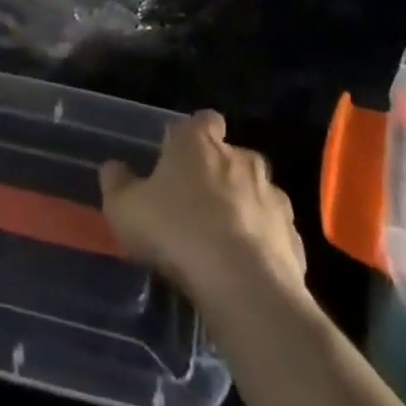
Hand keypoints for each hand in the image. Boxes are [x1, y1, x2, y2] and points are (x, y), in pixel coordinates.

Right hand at [99, 109, 305, 301]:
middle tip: (199, 204)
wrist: (244, 285)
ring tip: (224, 241)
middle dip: (220, 173)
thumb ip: (117, 184)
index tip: (181, 158)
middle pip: (232, 155)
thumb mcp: (126, 210)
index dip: (194, 135)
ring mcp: (272, 195)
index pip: (203, 120)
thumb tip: (112, 167)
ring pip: (257, 192)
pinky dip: (264, 243)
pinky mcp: (294, 236)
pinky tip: (247, 268)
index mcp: (199, 142)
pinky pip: (275, 232)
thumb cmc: (178, 232)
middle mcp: (240, 157)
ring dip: (245, 207)